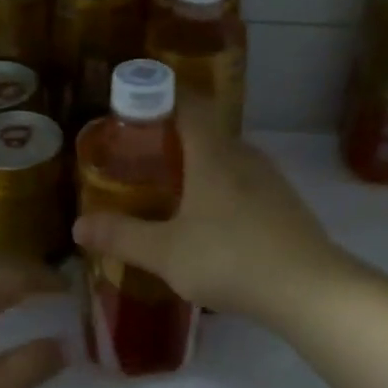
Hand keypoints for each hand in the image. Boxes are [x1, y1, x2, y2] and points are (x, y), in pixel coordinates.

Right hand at [72, 99, 346, 320]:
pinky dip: (222, 192)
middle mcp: (244, 156)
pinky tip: (211, 225)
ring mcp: (271, 181)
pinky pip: (245, 185)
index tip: (134, 109)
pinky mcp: (286, 206)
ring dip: (200, 168)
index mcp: (214, 154)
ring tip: (171, 193)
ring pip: (228, 161)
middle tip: (141, 159)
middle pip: (207, 132)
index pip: (189, 104)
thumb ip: (121, 237)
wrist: (310, 289)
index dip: (161, 97)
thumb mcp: (165, 253)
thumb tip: (78, 225)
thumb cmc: (231, 259)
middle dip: (174, 139)